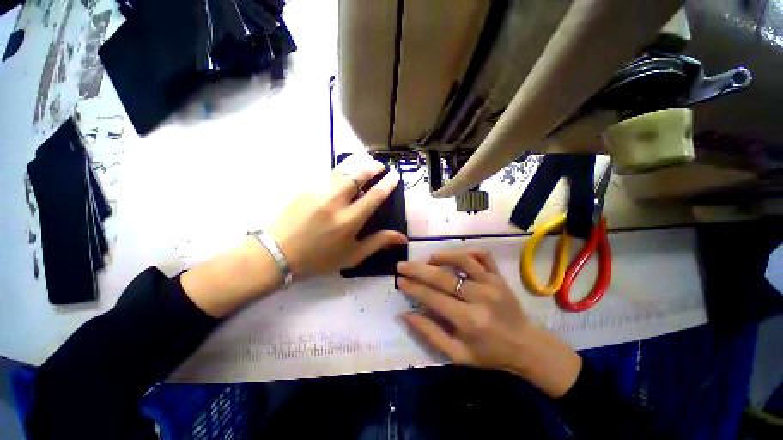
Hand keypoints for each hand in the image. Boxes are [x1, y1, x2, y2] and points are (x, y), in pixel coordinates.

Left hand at [270, 153, 407, 277]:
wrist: (277, 253)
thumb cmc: (319, 259)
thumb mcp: (352, 256)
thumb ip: (378, 242)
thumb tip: (401, 237)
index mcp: (349, 220)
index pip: (374, 196)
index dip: (387, 184)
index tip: (395, 175)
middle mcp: (335, 202)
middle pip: (357, 175)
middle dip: (372, 166)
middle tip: (379, 165)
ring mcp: (317, 192)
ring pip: (341, 169)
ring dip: (357, 163)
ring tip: (365, 162)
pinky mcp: (304, 188)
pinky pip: (326, 174)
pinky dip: (339, 170)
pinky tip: (342, 172)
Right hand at [396, 249, 582, 397]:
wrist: (525, 346)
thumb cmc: (488, 353)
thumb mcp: (457, 355)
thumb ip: (430, 334)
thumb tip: (405, 314)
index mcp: (469, 321)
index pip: (433, 298)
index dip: (413, 288)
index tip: (399, 280)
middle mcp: (481, 298)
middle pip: (443, 277)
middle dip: (418, 270)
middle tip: (402, 265)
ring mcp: (493, 283)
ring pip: (463, 260)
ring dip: (441, 257)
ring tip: (427, 260)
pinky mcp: (499, 276)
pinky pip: (483, 256)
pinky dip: (466, 252)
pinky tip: (454, 257)